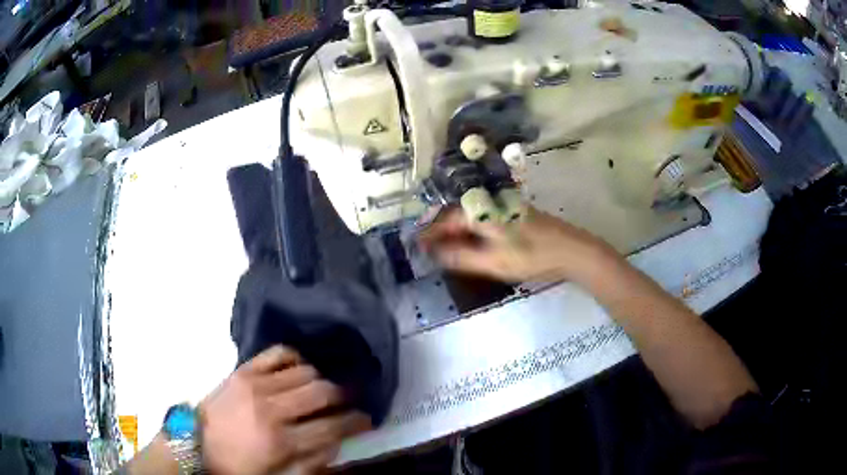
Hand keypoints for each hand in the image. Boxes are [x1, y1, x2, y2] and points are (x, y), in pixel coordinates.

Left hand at [199, 346, 370, 474]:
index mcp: (282, 441)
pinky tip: (299, 369)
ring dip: (321, 380)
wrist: (198, 444)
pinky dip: (295, 358)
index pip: (333, 426)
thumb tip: (338, 441)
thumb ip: (313, 462)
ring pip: (305, 371)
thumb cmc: (240, 466)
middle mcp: (273, 409)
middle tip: (348, 402)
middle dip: (344, 397)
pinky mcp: (243, 370)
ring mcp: (256, 384)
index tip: (366, 420)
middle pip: (323, 392)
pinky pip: (278, 353)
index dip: (356, 422)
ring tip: (322, 390)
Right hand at [419, 206, 621, 283]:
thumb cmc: (532, 256)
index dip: (430, 233)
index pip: (447, 220)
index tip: (416, 245)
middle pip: (457, 214)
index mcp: (482, 211)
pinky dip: (471, 230)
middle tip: (427, 247)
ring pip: (471, 215)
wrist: (572, 250)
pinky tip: (470, 242)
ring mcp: (504, 206)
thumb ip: (462, 257)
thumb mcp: (493, 261)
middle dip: (440, 229)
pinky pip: (483, 218)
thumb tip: (436, 254)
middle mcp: (490, 202)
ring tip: (444, 247)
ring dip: (455, 230)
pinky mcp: (514, 212)